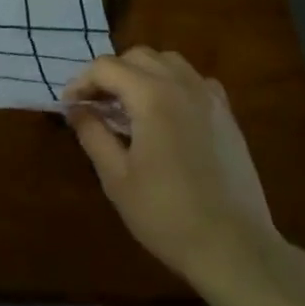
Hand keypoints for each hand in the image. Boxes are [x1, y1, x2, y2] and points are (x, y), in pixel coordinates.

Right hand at [64, 47, 279, 296]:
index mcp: (151, 96)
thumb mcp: (116, 178)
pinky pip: (195, 80)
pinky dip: (174, 84)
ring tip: (130, 104)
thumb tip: (76, 109)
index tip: (69, 107)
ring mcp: (209, 98)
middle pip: (137, 56)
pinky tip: (167, 112)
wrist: (235, 249)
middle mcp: (182, 85)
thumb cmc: (167, 214)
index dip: (81, 82)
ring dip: (143, 72)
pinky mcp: (227, 116)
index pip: (106, 67)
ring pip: (168, 61)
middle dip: (110, 73)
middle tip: (96, 104)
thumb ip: (92, 134)